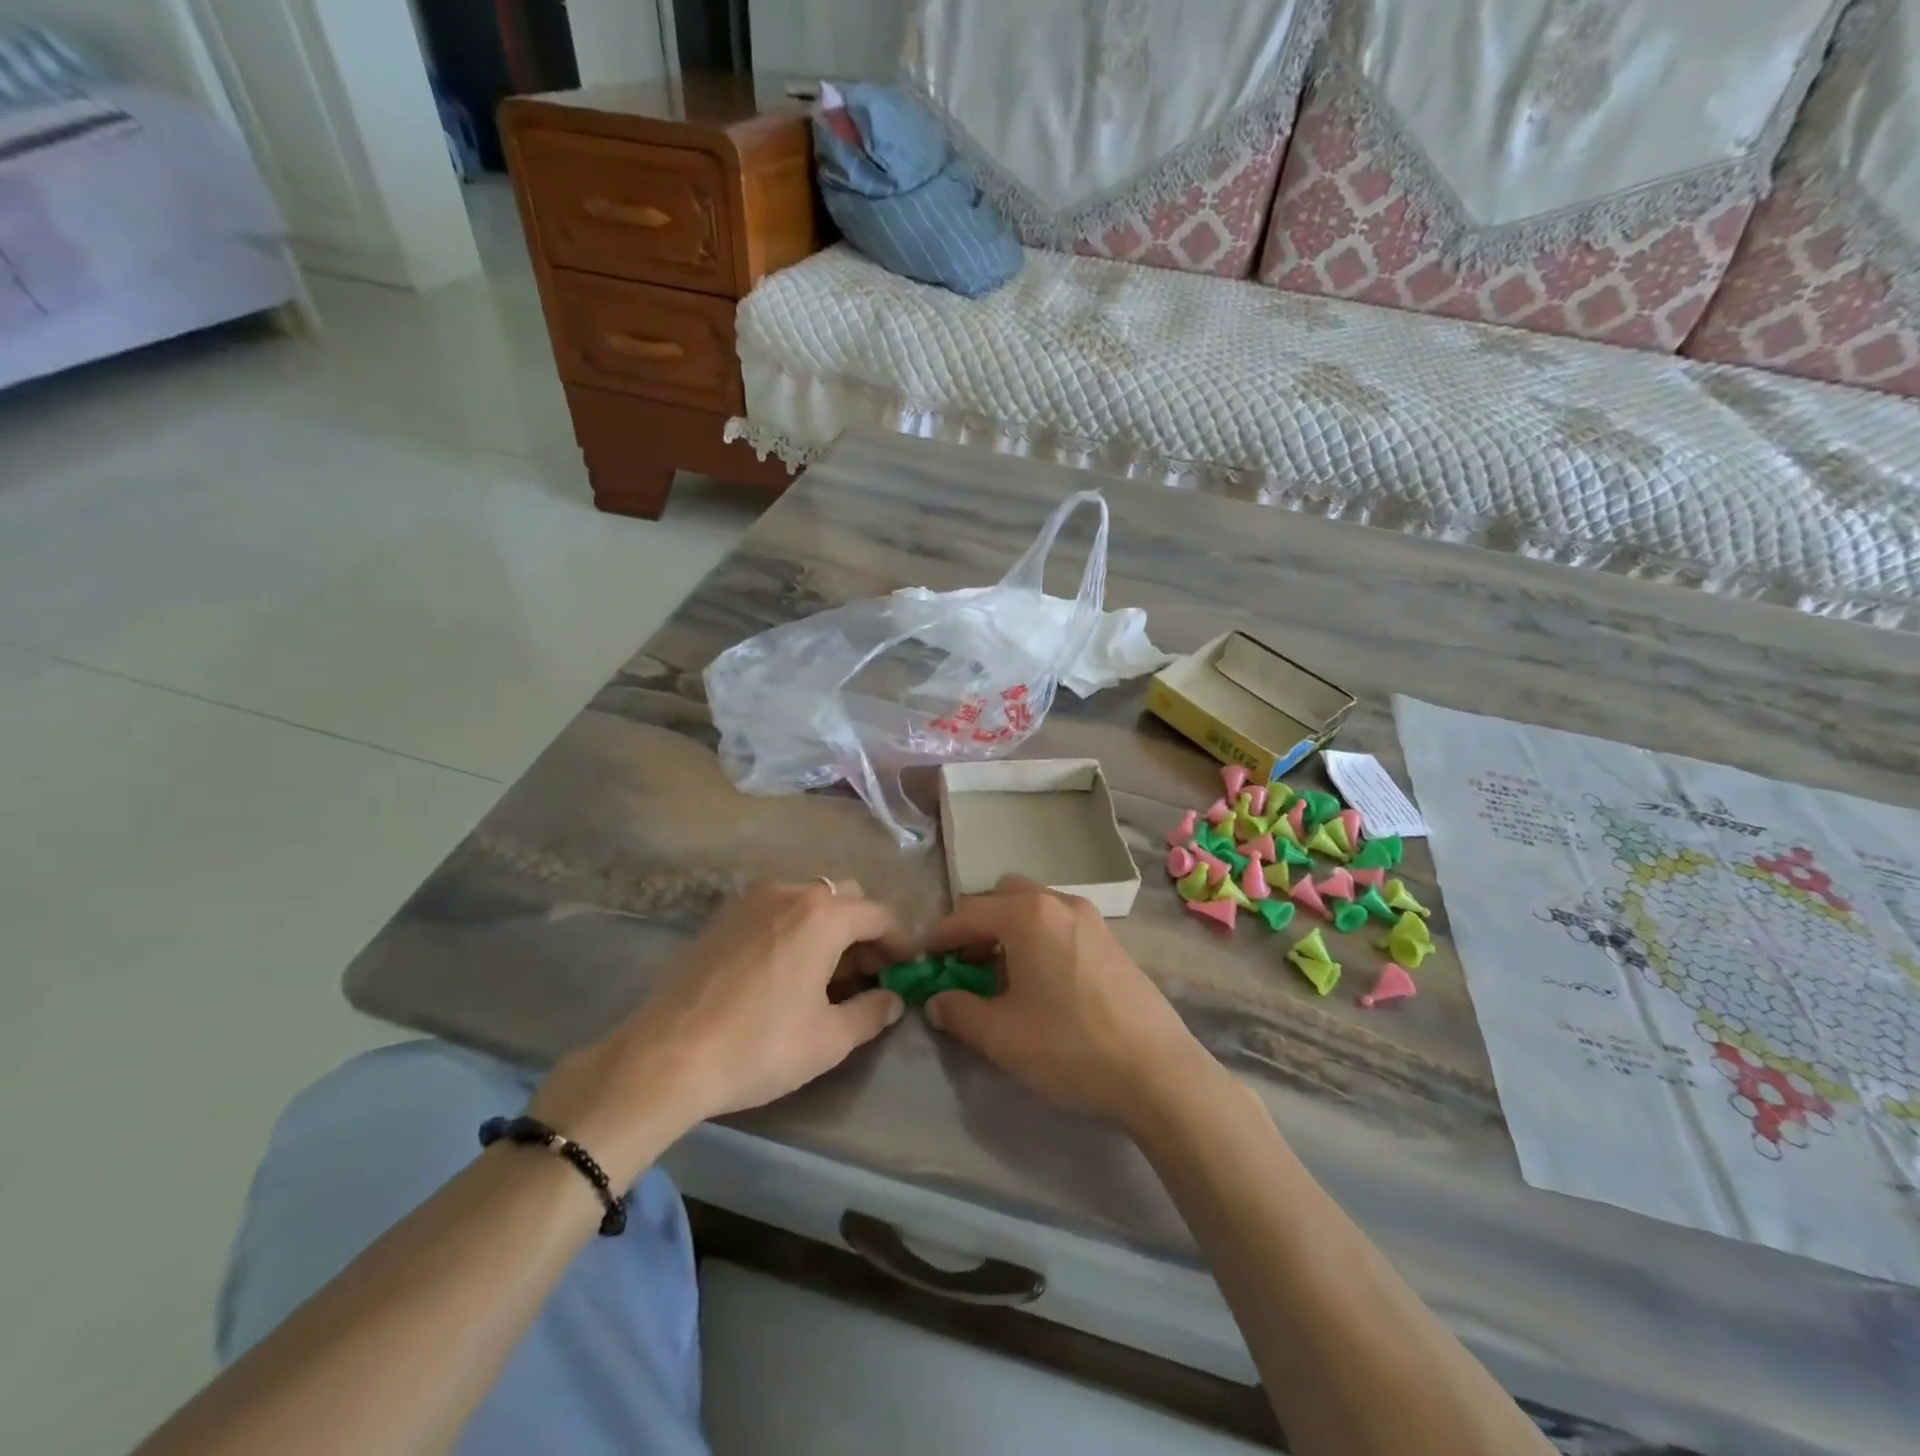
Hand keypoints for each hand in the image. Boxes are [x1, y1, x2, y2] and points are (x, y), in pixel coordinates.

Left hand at [531, 880, 906, 1181]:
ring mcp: (751, 900)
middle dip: (863, 931)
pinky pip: (775, 910)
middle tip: (865, 975)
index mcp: (824, 915)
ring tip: (823, 975)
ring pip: (808, 900)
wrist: (666, 1056)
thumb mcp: (829, 1039)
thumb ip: (872, 1013)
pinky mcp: (722, 916)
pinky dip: (793, 929)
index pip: (879, 915)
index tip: (904, 971)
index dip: (899, 942)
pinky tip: (782, 971)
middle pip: (845, 898)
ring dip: (827, 928)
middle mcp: (791, 893)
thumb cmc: (760, 1046)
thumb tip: (892, 999)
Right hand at [921, 876, 1217, 1129]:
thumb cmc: (1069, 1046)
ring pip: (1034, 908)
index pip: (968, 913)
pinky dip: (1037, 938)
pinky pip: (1059, 924)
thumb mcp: (1001, 1035)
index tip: (922, 961)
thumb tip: (936, 1001)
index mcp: (1028, 914)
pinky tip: (1040, 983)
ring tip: (1000, 977)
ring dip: (1008, 931)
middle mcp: (1059, 903)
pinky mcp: (1111, 941)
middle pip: (1003, 897)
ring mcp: (1091, 919)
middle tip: (963, 965)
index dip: (939, 936)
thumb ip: (959, 1011)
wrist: (1157, 1070)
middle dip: (977, 925)